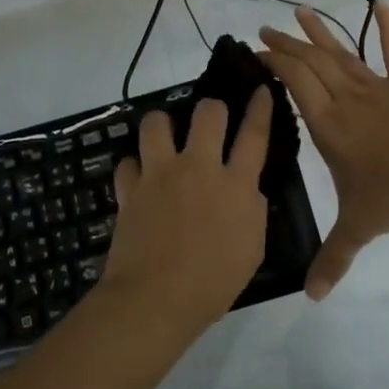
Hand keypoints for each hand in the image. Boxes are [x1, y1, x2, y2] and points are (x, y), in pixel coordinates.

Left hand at [99, 89, 272, 332]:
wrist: (155, 300)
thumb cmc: (213, 283)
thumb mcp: (252, 250)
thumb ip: (254, 212)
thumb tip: (248, 190)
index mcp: (235, 184)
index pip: (254, 134)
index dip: (260, 107)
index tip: (260, 88)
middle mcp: (198, 168)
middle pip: (207, 113)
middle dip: (212, 108)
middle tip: (211, 121)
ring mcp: (159, 175)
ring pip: (156, 122)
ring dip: (163, 124)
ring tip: (166, 137)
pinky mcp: (129, 189)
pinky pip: (128, 161)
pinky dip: (135, 166)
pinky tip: (140, 177)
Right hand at [259, 2, 388, 298]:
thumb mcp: (359, 226)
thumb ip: (334, 258)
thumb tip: (314, 298)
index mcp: (329, 125)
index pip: (294, 84)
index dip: (275, 64)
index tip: (256, 50)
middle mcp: (346, 98)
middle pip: (311, 63)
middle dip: (286, 45)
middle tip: (265, 30)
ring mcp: (378, 86)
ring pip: (342, 53)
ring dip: (320, 32)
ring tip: (299, 12)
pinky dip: (388, 27)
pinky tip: (382, 3)